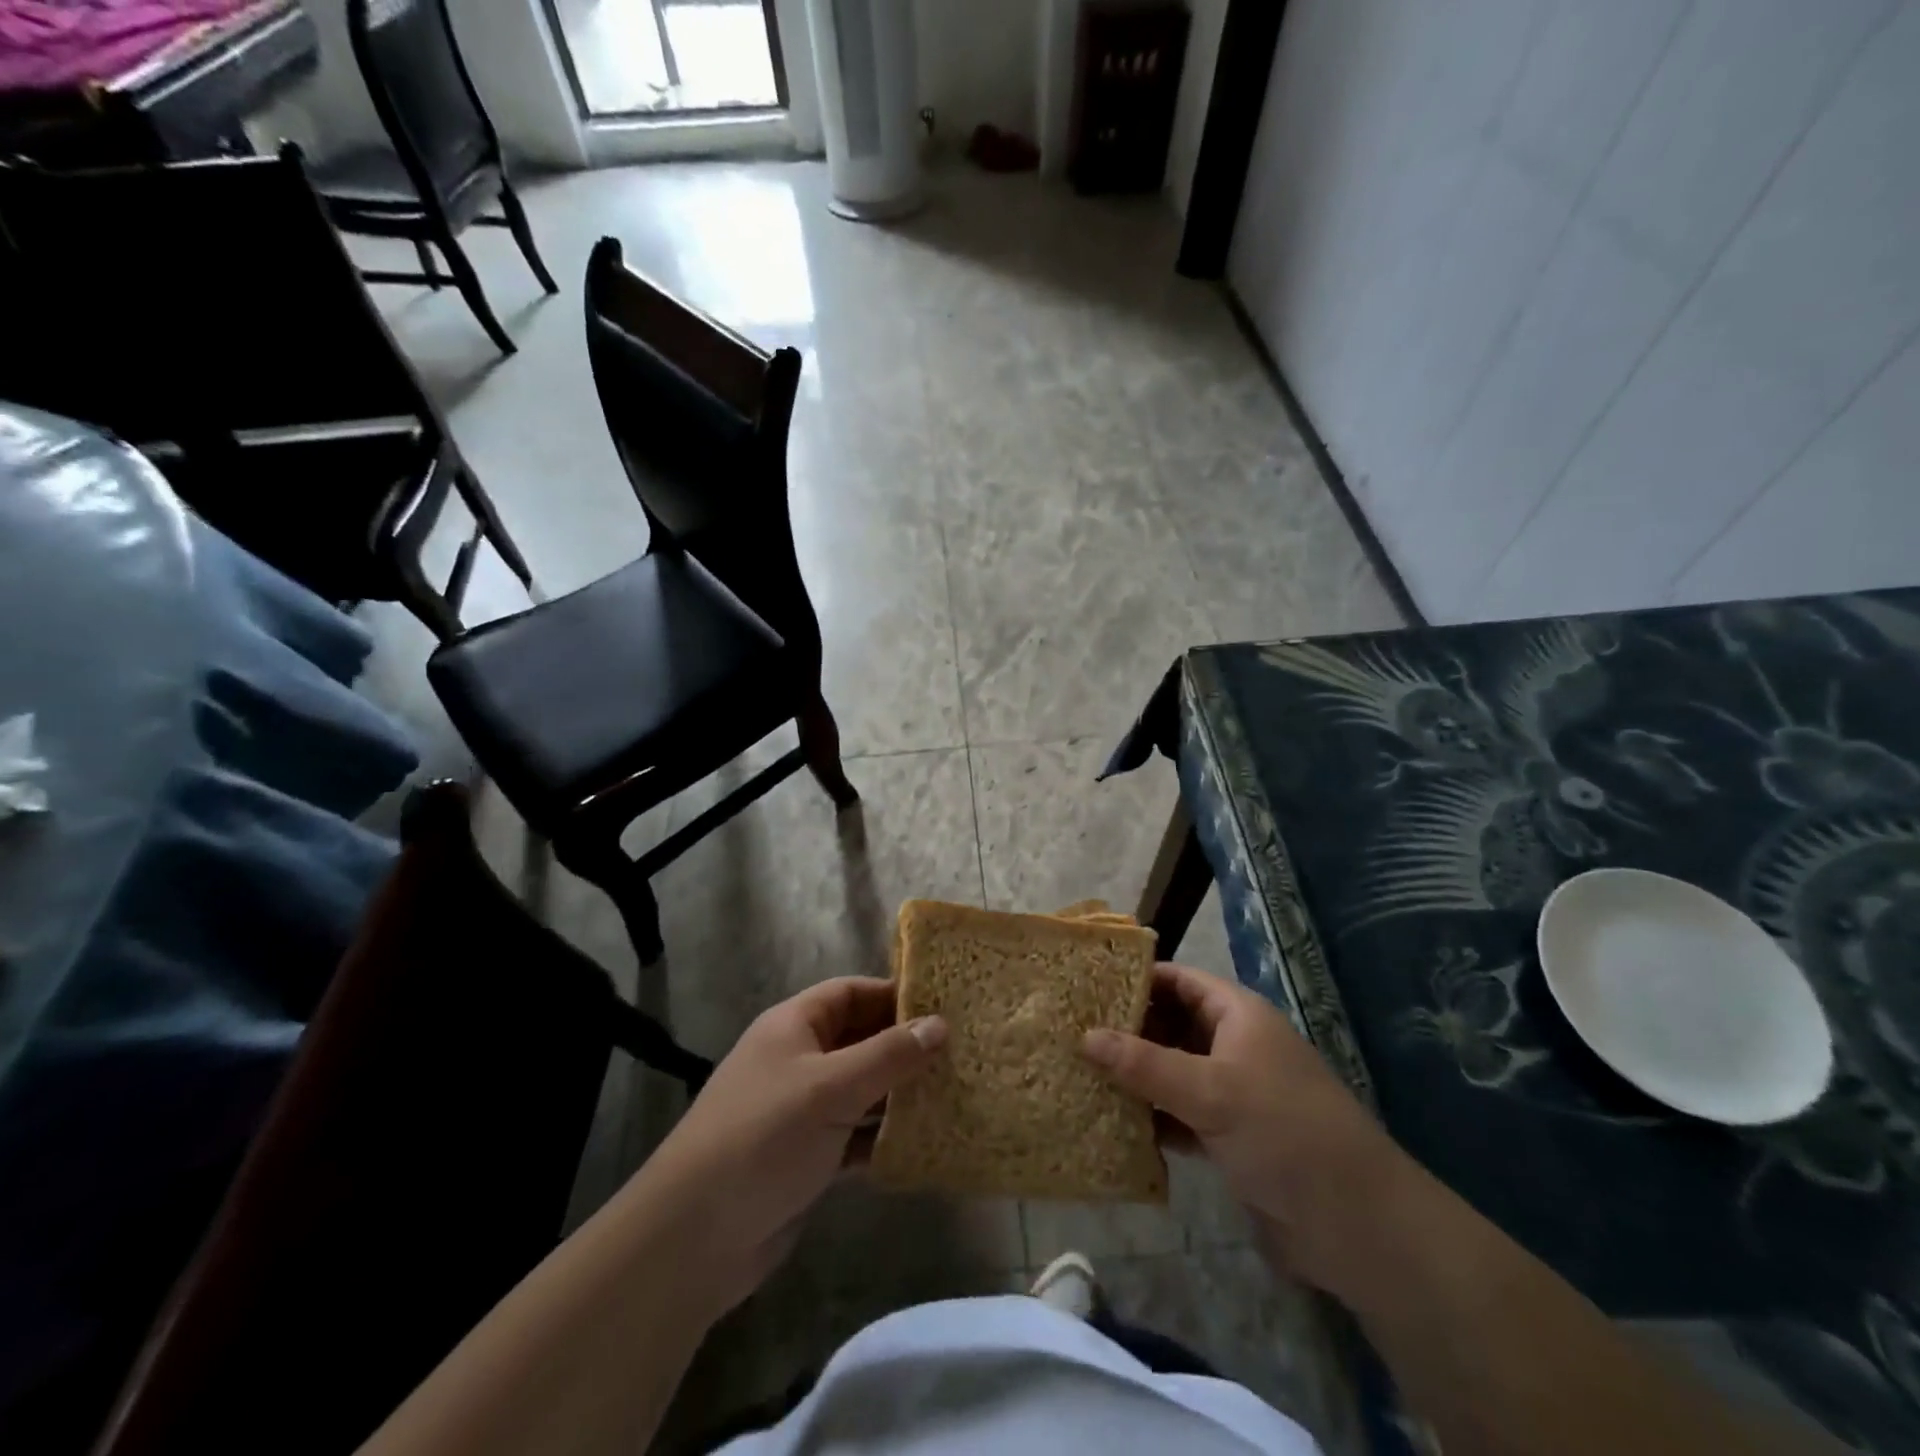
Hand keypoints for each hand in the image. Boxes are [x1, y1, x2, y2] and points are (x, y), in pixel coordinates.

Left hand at [627, 977, 946, 1317]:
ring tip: (953, 1093)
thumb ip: (888, 1055)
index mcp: (794, 1026)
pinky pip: (855, 1134)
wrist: (695, 1237)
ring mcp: (802, 1110)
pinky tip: (923, 1143)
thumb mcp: (831, 1087)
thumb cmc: (764, 1137)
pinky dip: (883, 1137)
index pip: (851, 993)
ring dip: (899, 1093)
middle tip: (959, 1052)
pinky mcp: (807, 1157)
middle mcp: (798, 1060)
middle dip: (904, 1046)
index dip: (894, 995)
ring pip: (861, 1089)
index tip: (944, 1005)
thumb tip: (939, 1024)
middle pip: (859, 1039)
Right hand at [1083, 963, 1411, 1297]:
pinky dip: (1151, 1117)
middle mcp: (1234, 1046)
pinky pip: (1179, 1114)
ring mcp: (1232, 1092)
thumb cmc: (1284, 1133)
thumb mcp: (1210, 1091)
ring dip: (1134, 1077)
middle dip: (1127, 1030)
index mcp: (1238, 1015)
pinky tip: (1111, 1123)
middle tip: (1070, 1032)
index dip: (1136, 978)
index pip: (1179, 979)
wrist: (1357, 1226)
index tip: (1086, 985)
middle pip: (1171, 1025)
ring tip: (1078, 1073)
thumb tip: (1083, 1036)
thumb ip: (1144, 1064)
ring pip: (1172, 1071)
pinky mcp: (1230, 1136)